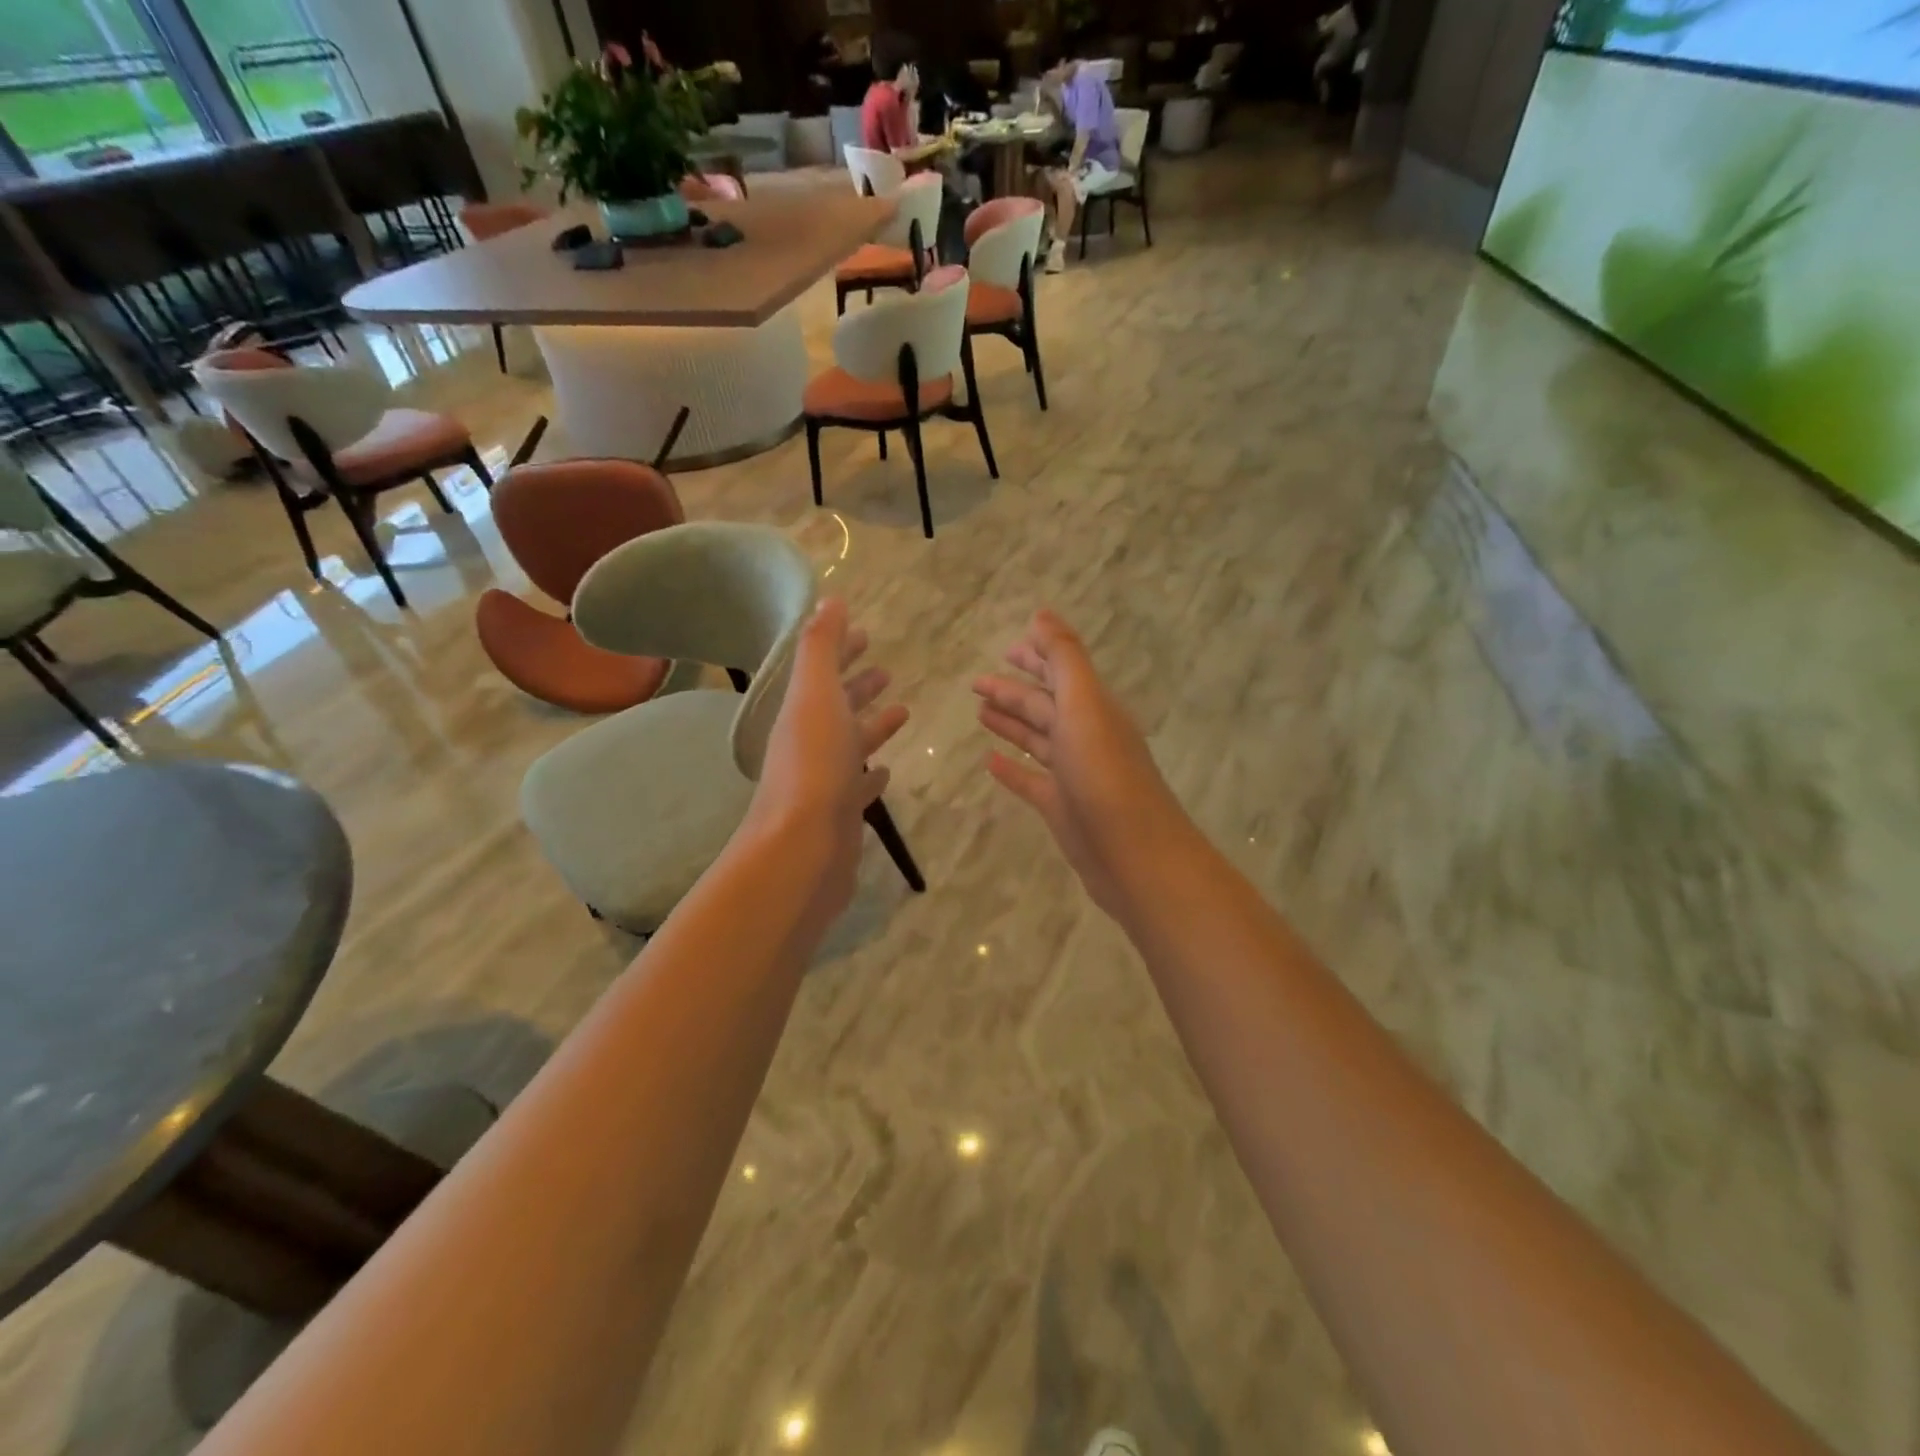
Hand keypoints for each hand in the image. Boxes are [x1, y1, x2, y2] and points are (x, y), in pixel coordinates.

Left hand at [744, 598, 907, 921]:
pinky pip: (859, 787)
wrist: (802, 849)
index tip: (866, 634)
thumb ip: (822, 647)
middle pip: (837, 706)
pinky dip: (871, 774)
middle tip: (885, 671)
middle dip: (859, 686)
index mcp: (803, 711)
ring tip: (901, 711)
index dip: (842, 650)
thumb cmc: (814, 764)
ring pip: (851, 744)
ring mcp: (824, 781)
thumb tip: (829, 599)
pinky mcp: (841, 815)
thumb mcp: (816, 694)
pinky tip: (885, 771)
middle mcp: (810, 743)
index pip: (823, 671)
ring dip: (872, 726)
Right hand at [974, 610, 1191, 919]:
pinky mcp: (1062, 808)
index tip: (1007, 647)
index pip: (1061, 672)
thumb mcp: (1085, 705)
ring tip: (980, 712)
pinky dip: (1011, 769)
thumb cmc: (1106, 774)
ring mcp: (1074, 775)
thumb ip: (1065, 659)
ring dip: (1010, 724)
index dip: (1036, 657)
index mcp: (1094, 708)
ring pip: (1036, 740)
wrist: (1135, 856)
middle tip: (976, 682)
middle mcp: (1085, 736)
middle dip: (1013, 690)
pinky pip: (1031, 781)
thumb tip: (1042, 614)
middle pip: (1044, 705)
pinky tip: (988, 761)